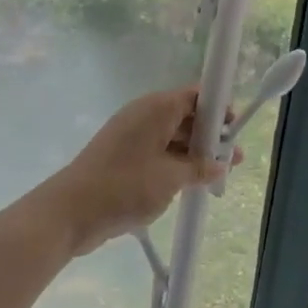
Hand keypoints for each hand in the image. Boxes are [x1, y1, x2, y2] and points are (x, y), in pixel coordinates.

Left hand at [48, 88, 239, 256]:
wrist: (70, 211)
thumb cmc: (126, 186)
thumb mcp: (171, 178)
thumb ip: (200, 168)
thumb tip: (221, 164)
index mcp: (157, 107)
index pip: (197, 95)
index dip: (219, 109)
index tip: (236, 129)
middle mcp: (144, 114)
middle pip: (186, 115)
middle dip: (211, 136)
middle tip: (234, 159)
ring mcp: (132, 135)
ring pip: (173, 136)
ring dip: (195, 153)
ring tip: (218, 176)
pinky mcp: (123, 156)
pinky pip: (158, 151)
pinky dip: (176, 163)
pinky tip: (191, 184)